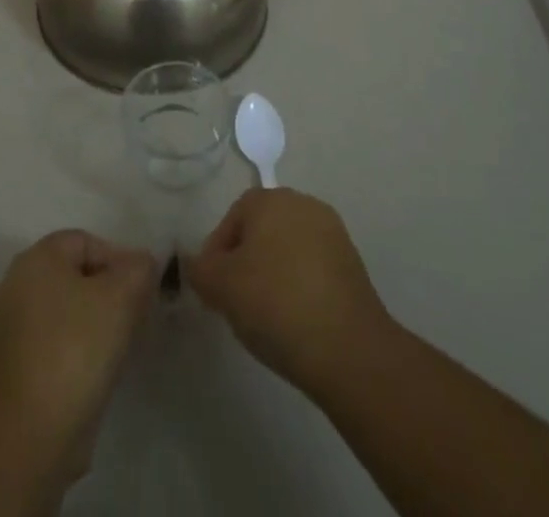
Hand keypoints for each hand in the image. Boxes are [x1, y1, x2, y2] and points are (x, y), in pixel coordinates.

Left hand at [0, 230, 157, 474]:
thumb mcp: (122, 296)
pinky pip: (54, 341)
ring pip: (65, 309)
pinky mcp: (13, 366)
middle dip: (108, 290)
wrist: (33, 431)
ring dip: (94, 320)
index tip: (141, 290)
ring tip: (120, 344)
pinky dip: (76, 347)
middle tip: (135, 315)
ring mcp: (11, 327)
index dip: (118, 259)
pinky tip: (97, 369)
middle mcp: (17, 284)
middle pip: (74, 275)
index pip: (85, 242)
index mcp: (36, 258)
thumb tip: (141, 263)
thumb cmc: (77, 347)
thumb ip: (138, 269)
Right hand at [187, 188, 395, 398]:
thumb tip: (195, 262)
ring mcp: (332, 233)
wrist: (349, 349)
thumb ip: (199, 269)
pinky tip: (295, 320)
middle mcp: (303, 204)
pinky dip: (299, 287)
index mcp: (271, 199)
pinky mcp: (353, 265)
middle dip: (245, 262)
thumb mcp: (221, 287)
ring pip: (287, 250)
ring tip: (266, 317)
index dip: (217, 253)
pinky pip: (312, 269)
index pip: (232, 218)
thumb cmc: (276, 304)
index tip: (214, 289)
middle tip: (236, 302)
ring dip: (273, 275)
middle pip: (261, 230)